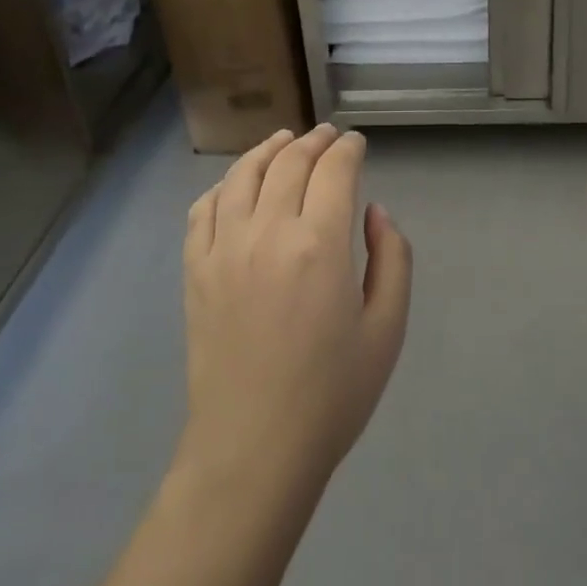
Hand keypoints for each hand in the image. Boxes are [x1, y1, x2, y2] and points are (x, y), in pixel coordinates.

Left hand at [179, 125, 412, 494]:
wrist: (253, 449)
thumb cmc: (331, 394)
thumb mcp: (387, 328)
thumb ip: (391, 258)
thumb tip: (374, 212)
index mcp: (320, 243)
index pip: (334, 169)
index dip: (348, 148)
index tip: (357, 143)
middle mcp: (268, 231)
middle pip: (289, 161)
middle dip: (314, 141)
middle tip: (328, 136)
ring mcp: (224, 248)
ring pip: (242, 175)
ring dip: (267, 149)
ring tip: (283, 140)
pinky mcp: (195, 270)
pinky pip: (203, 209)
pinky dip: (223, 185)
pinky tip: (235, 184)